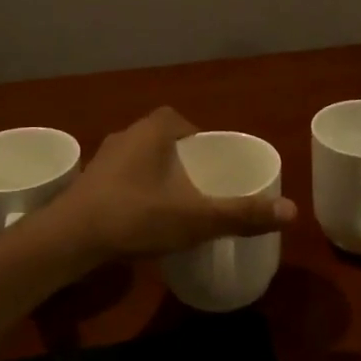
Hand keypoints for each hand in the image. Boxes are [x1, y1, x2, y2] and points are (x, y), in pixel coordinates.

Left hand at [56, 107, 295, 262]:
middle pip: (161, 138)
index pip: (181, 120)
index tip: (212, 163)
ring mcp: (102, 160)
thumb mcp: (195, 218)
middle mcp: (126, 136)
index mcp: (153, 131)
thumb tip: (292, 211)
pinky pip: (120, 179)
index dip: (199, 138)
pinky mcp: (87, 184)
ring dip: (155, 174)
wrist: (67, 240)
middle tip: (199, 186)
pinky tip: (141, 219)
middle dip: (180, 158)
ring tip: (174, 203)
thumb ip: (242, 214)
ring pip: (139, 159)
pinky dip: (134, 191)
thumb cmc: (135, 216)